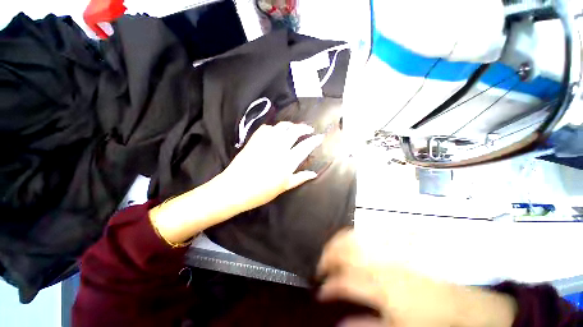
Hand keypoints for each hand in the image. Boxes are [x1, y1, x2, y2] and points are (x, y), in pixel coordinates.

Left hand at [149, 122, 322, 245]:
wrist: (235, 188)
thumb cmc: (261, 192)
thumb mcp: (284, 187)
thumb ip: (300, 178)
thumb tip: (314, 173)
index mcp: (288, 161)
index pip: (305, 146)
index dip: (314, 140)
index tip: (319, 137)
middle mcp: (279, 148)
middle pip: (295, 131)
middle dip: (304, 128)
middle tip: (309, 129)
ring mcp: (266, 142)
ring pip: (282, 126)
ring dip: (291, 125)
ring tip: (294, 128)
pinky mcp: (255, 140)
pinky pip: (267, 128)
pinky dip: (274, 128)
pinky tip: (276, 132)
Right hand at [317, 230, 516, 326]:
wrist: (459, 297)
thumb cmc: (428, 317)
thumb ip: (365, 325)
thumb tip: (338, 322)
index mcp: (381, 285)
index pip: (344, 282)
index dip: (328, 286)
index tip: (319, 290)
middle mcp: (380, 261)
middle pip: (343, 252)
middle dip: (327, 257)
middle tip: (321, 266)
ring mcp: (386, 246)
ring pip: (351, 237)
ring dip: (336, 243)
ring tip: (330, 251)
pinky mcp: (393, 238)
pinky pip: (365, 230)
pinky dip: (351, 235)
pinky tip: (347, 240)